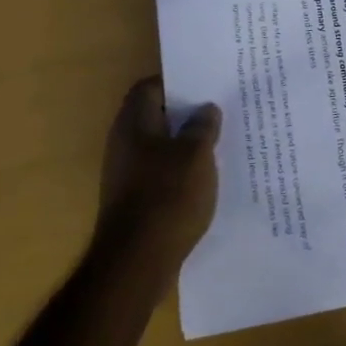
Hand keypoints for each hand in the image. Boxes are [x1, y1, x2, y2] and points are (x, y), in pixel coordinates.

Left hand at [93, 76, 221, 275]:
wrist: (137, 261)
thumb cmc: (167, 196)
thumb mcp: (196, 155)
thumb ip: (203, 127)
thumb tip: (205, 109)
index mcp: (133, 124)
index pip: (150, 88)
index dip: (177, 83)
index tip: (206, 86)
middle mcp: (124, 144)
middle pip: (156, 117)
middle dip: (187, 115)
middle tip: (220, 112)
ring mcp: (127, 174)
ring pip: (161, 146)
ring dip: (187, 144)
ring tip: (221, 144)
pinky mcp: (136, 199)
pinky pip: (162, 173)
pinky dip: (182, 170)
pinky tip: (207, 178)